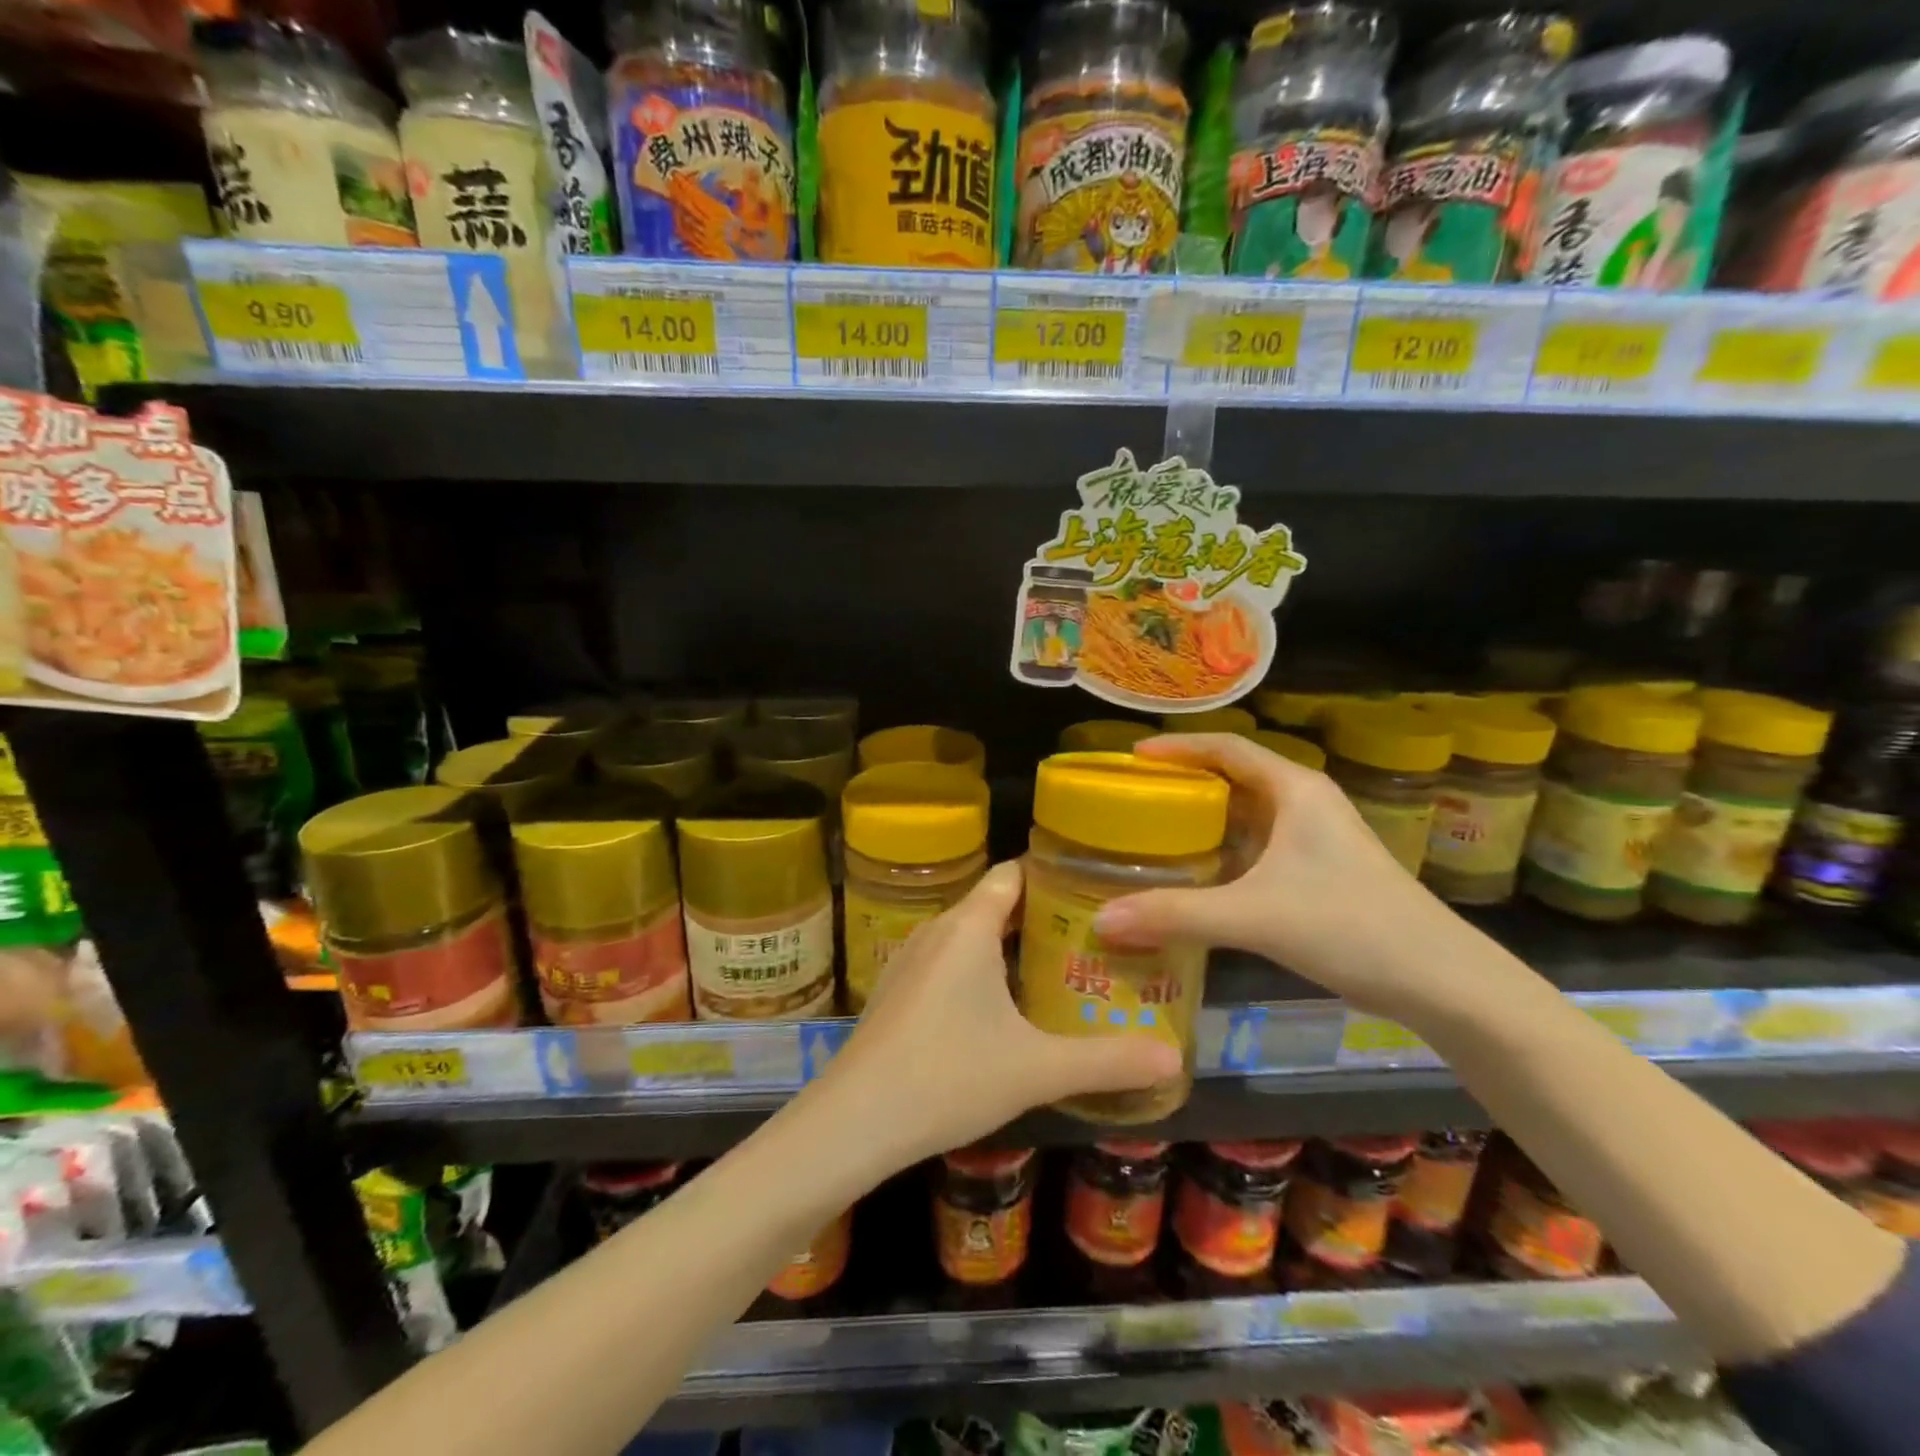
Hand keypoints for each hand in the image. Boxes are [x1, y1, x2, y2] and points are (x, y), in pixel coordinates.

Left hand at [819, 861, 1179, 1167]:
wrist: (854, 1122)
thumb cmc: (948, 1077)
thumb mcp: (1037, 1070)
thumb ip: (1107, 1062)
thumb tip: (1175, 1059)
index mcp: (969, 927)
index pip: (1013, 874)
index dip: (1052, 875)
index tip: (1096, 890)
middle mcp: (937, 931)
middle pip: (994, 904)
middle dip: (1041, 917)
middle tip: (1093, 938)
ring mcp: (910, 960)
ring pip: (970, 935)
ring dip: (1010, 946)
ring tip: (1058, 969)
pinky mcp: (897, 991)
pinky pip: (948, 962)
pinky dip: (980, 969)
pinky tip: (1003, 1009)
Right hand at [1091, 734, 1458, 1016]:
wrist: (1443, 981)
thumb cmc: (1350, 926)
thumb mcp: (1254, 916)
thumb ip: (1176, 915)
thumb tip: (1102, 921)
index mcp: (1295, 790)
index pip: (1227, 747)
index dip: (1177, 747)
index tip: (1131, 759)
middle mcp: (1305, 804)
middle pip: (1233, 777)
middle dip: (1184, 784)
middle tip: (1132, 799)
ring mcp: (1316, 839)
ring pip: (1247, 815)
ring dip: (1203, 821)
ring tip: (1152, 834)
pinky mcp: (1320, 872)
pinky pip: (1258, 848)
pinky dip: (1223, 853)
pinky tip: (1197, 878)